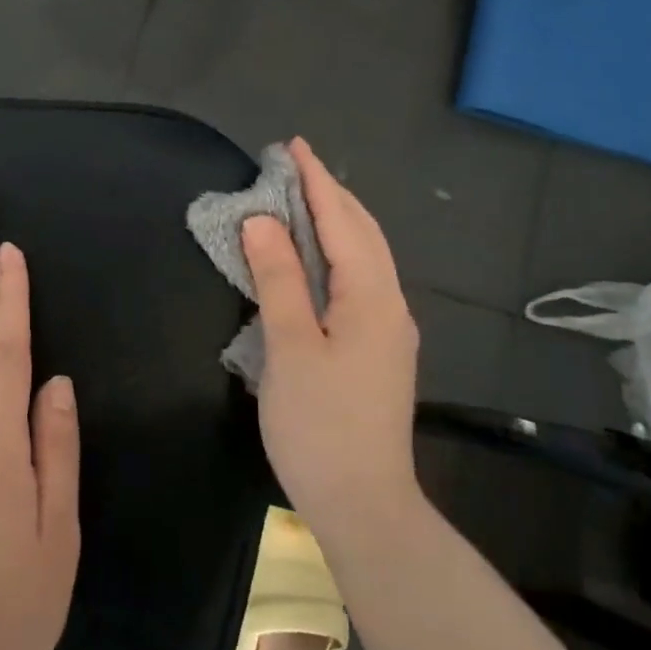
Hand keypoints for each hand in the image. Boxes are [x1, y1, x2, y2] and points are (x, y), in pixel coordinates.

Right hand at [242, 138, 421, 543]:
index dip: (316, 182)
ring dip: (336, 221)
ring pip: (364, 256)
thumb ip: (278, 278)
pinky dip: (337, 252)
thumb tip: (261, 220)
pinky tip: (318, 258)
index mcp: (371, 296)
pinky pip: (360, 279)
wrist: (365, 504)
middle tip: (294, 166)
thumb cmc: (320, 424)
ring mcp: (388, 328)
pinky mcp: (379, 349)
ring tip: (304, 199)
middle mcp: (389, 303)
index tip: (293, 146)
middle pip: (362, 232)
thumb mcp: (291, 346)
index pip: (341, 221)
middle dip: (330, 194)